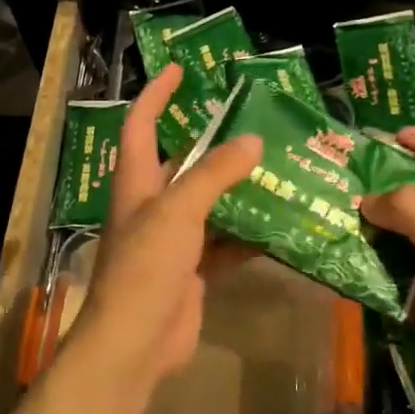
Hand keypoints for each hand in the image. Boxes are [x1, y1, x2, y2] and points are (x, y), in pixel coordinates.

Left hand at [68, 63, 261, 383]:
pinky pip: (224, 243)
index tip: (179, 69)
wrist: (135, 344)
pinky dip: (247, 235)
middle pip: (180, 162)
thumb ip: (214, 174)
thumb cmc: (146, 267)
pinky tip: (279, 226)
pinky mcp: (191, 270)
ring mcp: (172, 239)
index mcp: (137, 182)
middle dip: (210, 142)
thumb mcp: (178, 210)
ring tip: (276, 166)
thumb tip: (253, 140)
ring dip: (236, 189)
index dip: (156, 94)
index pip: (141, 124)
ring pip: (208, 203)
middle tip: (250, 121)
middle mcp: (152, 205)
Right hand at [361, 128, 414, 413]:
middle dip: (389, 188)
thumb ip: (408, 209)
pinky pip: (401, 276)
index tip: (394, 137)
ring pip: (407, 239)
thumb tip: (368, 200)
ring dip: (377, 231)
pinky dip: (378, 271)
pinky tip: (348, 266)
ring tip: (337, 220)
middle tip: (348, 181)